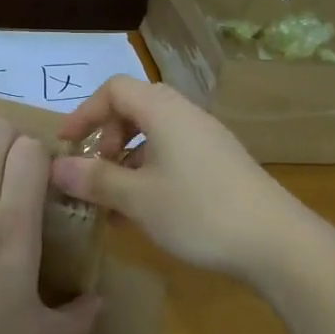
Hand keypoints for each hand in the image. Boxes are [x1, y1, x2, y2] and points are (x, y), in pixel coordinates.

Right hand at [51, 76, 311, 282]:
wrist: (277, 243)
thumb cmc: (199, 212)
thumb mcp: (138, 198)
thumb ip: (96, 179)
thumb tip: (57, 167)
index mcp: (164, 112)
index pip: (114, 90)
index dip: (85, 112)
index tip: (66, 145)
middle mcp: (186, 116)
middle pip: (135, 109)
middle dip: (106, 137)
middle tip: (94, 172)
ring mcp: (207, 140)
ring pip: (154, 136)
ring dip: (127, 161)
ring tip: (112, 202)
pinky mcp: (221, 165)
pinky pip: (174, 155)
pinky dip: (150, 174)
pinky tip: (144, 213)